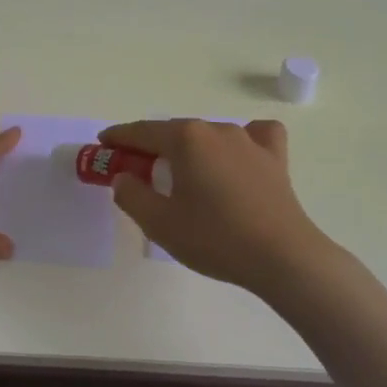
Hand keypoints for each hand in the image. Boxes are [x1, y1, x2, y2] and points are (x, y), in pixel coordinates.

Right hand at [98, 118, 337, 295]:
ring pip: (208, 136)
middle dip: (151, 147)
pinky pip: (254, 137)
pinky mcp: (274, 158)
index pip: (142, 132)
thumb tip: (124, 177)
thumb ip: (132, 195)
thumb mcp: (159, 223)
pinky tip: (238, 158)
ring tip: (183, 175)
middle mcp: (216, 129)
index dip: (118, 138)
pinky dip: (240, 143)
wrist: (283, 257)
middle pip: (174, 132)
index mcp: (185, 139)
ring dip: (190, 150)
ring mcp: (249, 141)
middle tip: (136, 170)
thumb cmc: (215, 238)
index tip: (103, 144)